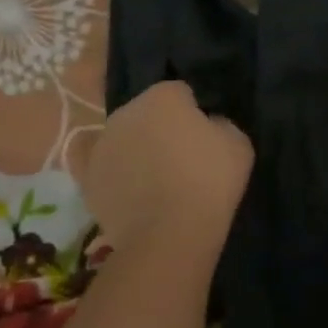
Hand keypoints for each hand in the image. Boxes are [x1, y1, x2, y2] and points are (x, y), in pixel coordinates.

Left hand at [84, 82, 252, 259]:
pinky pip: (104, 168)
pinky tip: (132, 192)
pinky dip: (116, 175)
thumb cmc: (209, 181)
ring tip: (157, 181)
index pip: (180, 92)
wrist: (168, 235)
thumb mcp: (239, 144)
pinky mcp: (88, 178)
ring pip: (124, 138)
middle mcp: (126, 112)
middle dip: (161, 126)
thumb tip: (209, 125)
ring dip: (137, 149)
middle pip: (147, 112)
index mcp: (162, 96)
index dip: (194, 111)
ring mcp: (102, 145)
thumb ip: (221, 123)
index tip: (205, 135)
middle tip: (181, 156)